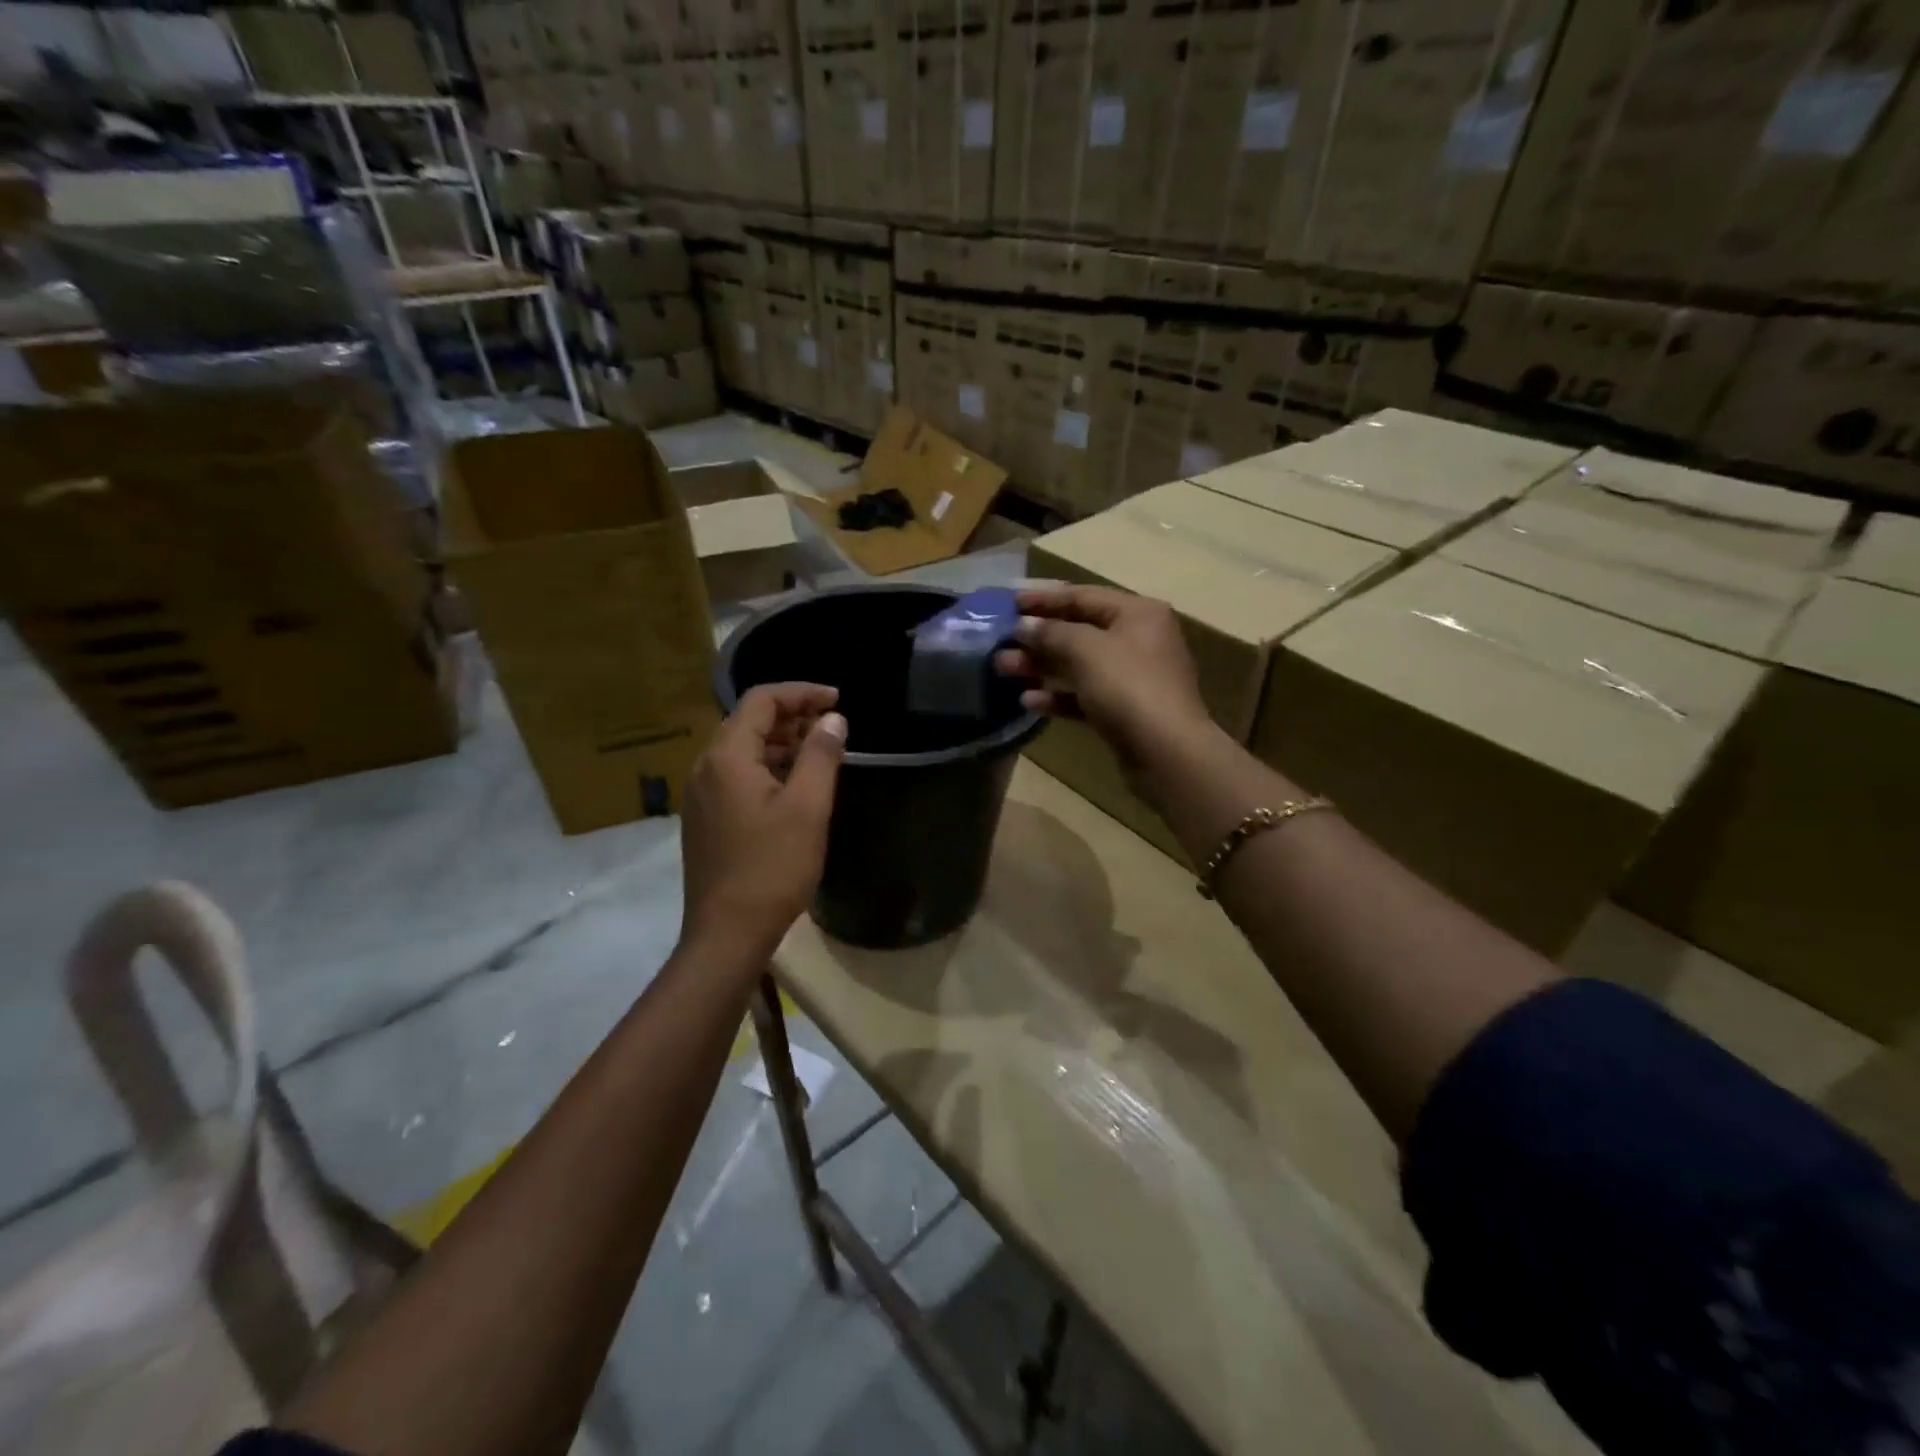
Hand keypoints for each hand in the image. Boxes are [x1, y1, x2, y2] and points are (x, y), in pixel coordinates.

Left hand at [681, 683, 846, 963]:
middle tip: (832, 725)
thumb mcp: (807, 807)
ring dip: (781, 743)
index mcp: (727, 757)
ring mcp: (700, 795)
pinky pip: (736, 776)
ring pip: (742, 751)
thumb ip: (821, 755)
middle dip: (792, 716)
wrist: (727, 933)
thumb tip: (832, 718)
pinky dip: (767, 768)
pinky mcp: (705, 819)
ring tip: (820, 753)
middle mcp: (705, 768)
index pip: (761, 701)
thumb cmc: (772, 867)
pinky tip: (794, 787)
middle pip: (748, 722)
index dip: (801, 692)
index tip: (837, 700)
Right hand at [994, 585, 1211, 769]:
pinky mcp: (1125, 711)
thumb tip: (1023, 625)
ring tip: (1003, 669)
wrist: (1166, 752)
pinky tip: (1028, 701)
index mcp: (1138, 613)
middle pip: (1079, 631)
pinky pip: (1085, 696)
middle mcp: (1139, 639)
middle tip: (999, 642)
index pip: (1083, 596)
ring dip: (1041, 666)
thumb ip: (1050, 632)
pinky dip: (1058, 696)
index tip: (1007, 603)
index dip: (1043, 598)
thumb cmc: (1128, 687)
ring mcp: (1133, 678)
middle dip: (1037, 637)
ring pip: (1079, 665)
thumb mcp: (1085, 650)